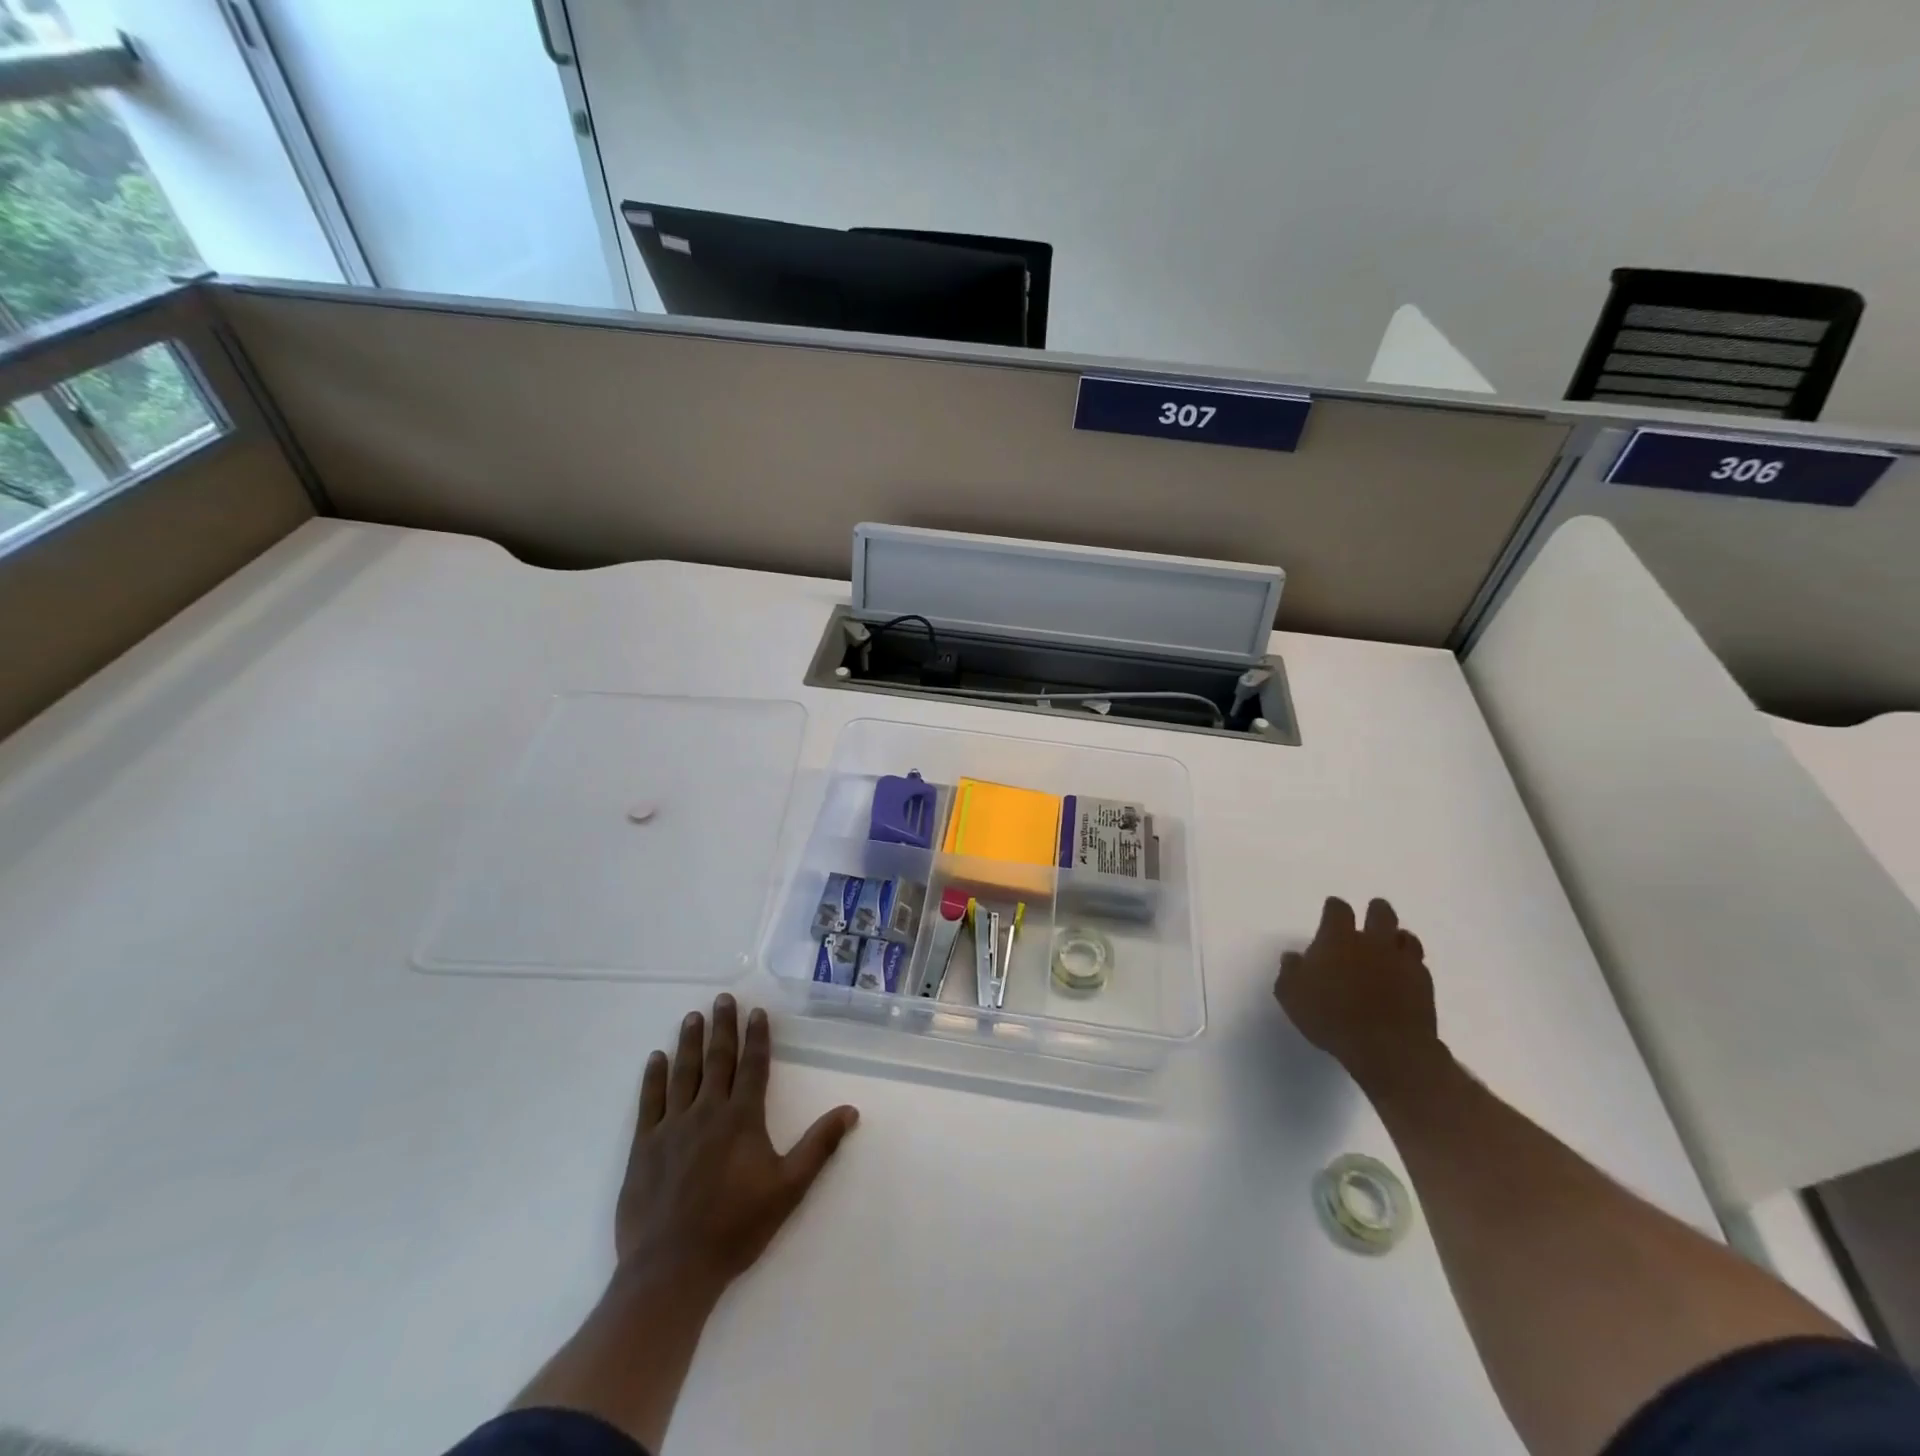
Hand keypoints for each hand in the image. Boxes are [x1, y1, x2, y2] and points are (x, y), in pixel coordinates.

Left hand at [615, 994, 859, 1294]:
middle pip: (717, 1059)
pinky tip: (656, 1058)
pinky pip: (650, 1101)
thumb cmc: (736, 1228)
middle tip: (722, 998)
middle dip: (722, 1027)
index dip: (756, 1037)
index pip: (753, 1066)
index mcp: (742, 1118)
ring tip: (692, 1016)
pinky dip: (653, 1077)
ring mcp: (672, 1126)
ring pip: (683, 1072)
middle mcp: (707, 1112)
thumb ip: (819, 1146)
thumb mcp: (789, 1189)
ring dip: (689, 1042)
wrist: (671, 1270)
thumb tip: (851, 1111)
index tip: (755, 1012)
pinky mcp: (644, 1146)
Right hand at [1275, 896, 1440, 1080]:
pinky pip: (1419, 965)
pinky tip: (1404, 975)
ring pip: (1406, 937)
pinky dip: (1411, 965)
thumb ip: (1290, 972)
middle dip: (1375, 911)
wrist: (1386, 1047)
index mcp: (1338, 939)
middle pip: (1380, 913)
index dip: (1334, 907)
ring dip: (1397, 938)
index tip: (1331, 909)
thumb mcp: (1292, 995)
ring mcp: (1402, 962)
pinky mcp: (1424, 985)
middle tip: (1370, 918)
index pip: (1338, 910)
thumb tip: (1293, 957)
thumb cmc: (1330, 1016)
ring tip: (1391, 945)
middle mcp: (1372, 943)